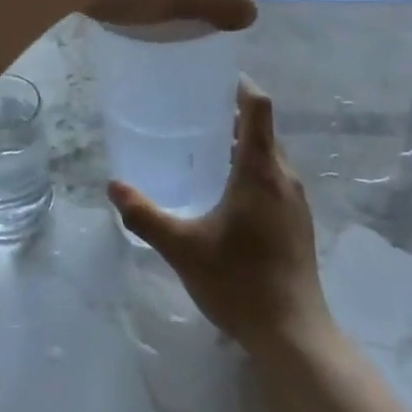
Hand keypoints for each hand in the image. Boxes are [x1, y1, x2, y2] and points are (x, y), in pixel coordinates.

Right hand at [109, 77, 332, 358]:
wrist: (294, 335)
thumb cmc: (240, 282)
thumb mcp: (183, 248)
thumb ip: (145, 216)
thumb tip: (113, 187)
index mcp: (261, 171)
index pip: (258, 107)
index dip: (239, 85)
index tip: (212, 76)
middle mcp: (284, 178)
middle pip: (262, 130)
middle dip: (231, 117)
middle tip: (191, 114)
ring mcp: (296, 202)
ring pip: (269, 157)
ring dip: (241, 146)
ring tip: (202, 151)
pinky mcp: (298, 224)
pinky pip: (274, 180)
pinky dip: (250, 172)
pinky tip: (223, 196)